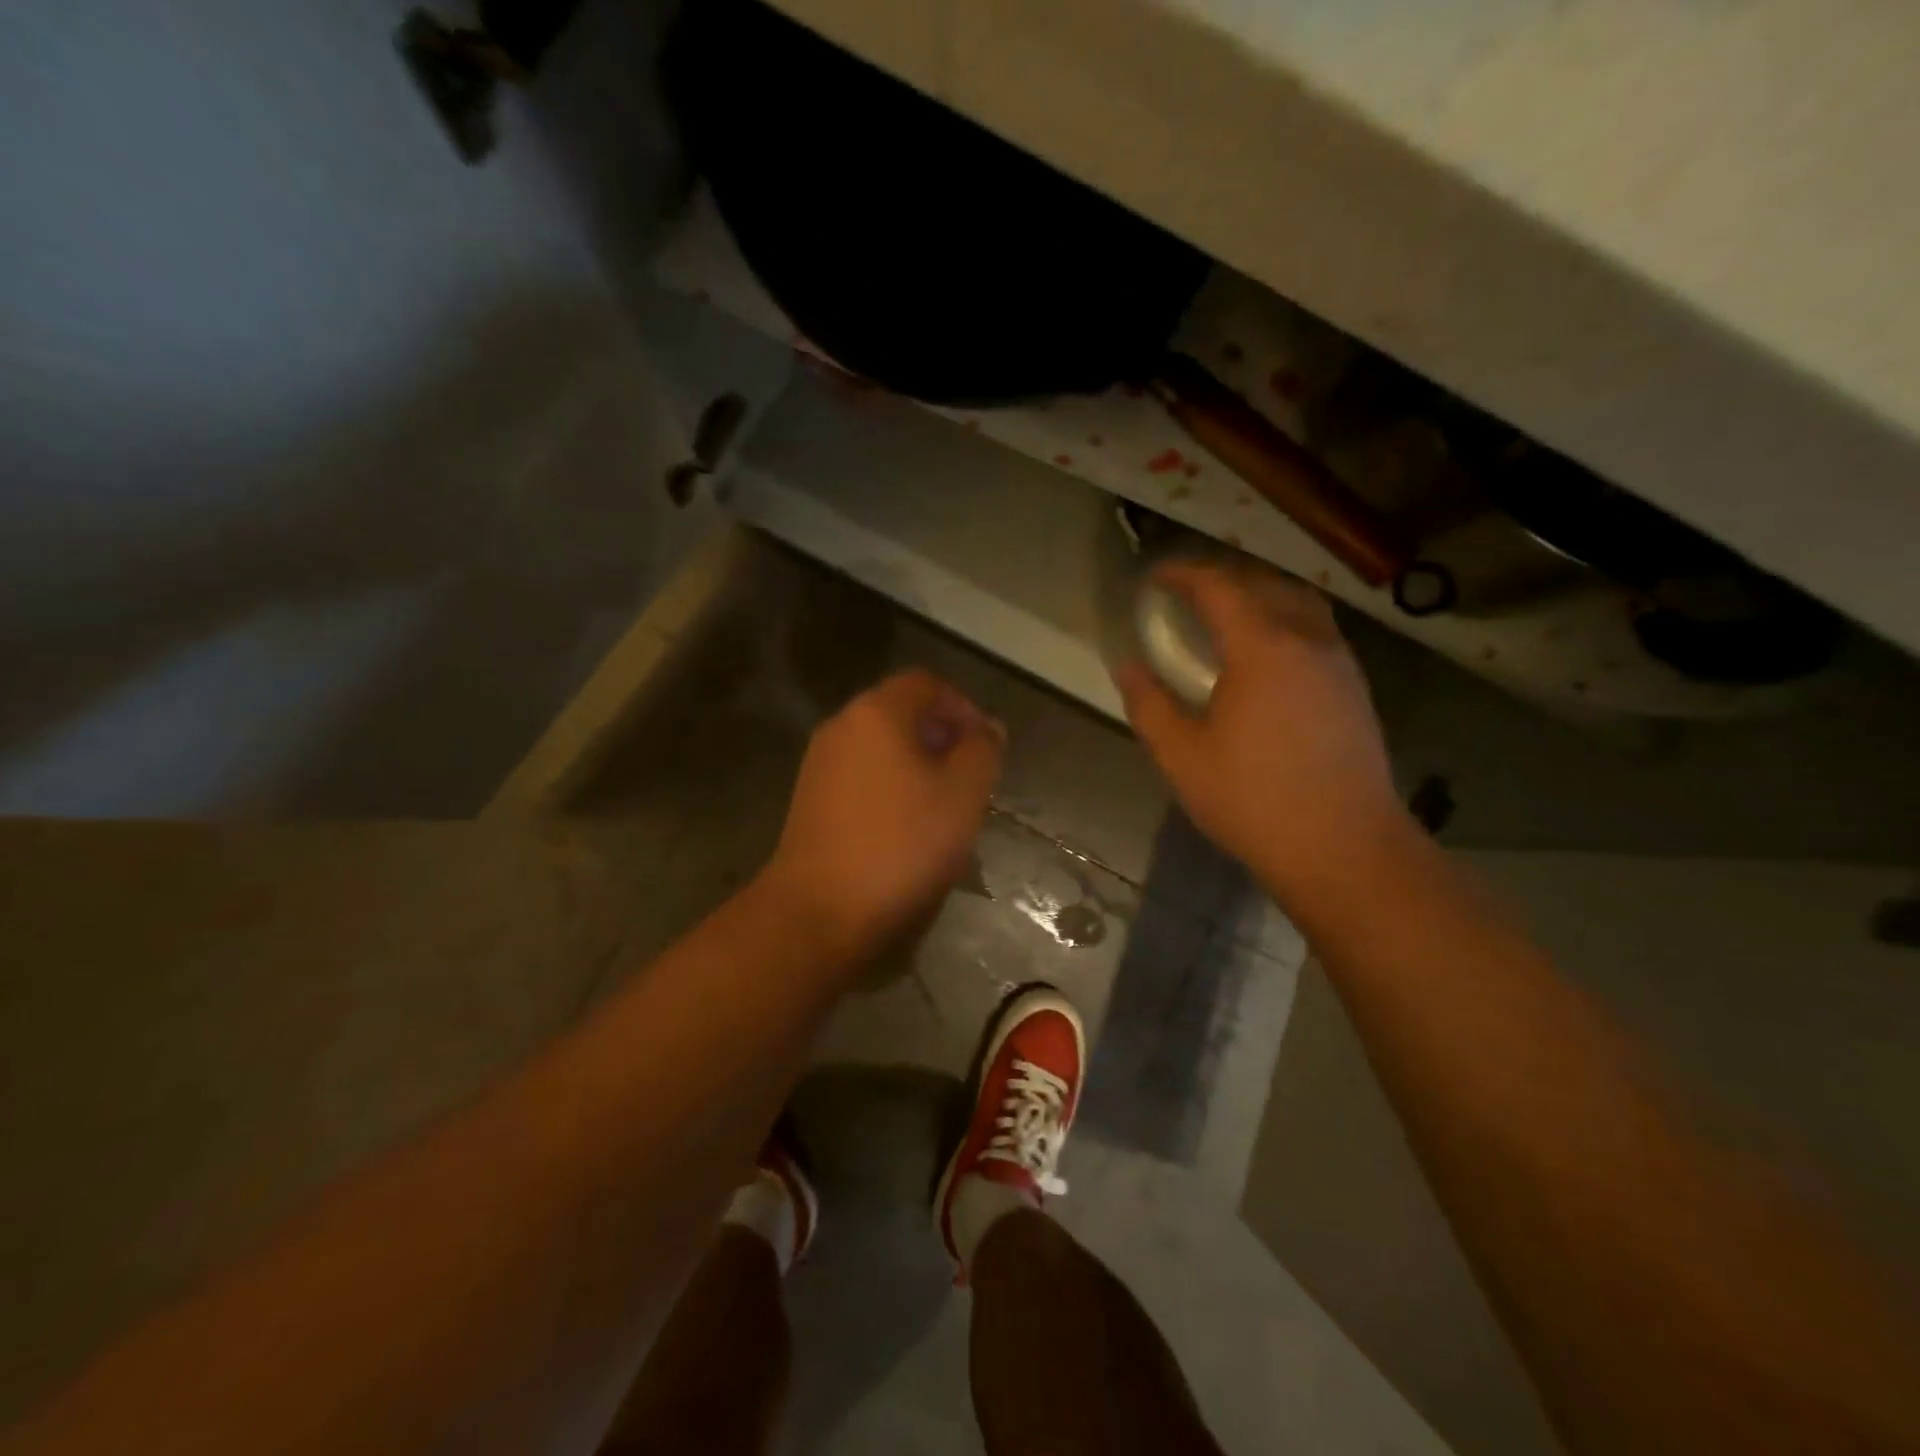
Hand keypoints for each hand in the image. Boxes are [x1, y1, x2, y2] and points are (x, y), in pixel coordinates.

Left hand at [761, 669, 1005, 962]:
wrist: (820, 911)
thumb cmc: (901, 845)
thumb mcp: (964, 794)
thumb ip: (983, 750)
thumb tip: (988, 729)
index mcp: (877, 712)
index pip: (928, 684)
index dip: (964, 707)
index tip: (987, 748)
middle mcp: (842, 726)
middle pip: (902, 713)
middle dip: (943, 739)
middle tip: (972, 779)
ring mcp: (820, 764)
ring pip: (882, 748)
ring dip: (919, 766)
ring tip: (945, 807)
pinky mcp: (810, 800)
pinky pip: (862, 776)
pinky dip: (891, 787)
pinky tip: (907, 829)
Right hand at [1115, 559, 1407, 896]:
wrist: (1344, 848)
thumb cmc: (1253, 800)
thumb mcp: (1182, 756)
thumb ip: (1149, 705)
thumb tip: (1126, 666)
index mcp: (1262, 648)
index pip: (1220, 587)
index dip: (1185, 574)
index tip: (1156, 576)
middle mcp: (1307, 641)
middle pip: (1265, 585)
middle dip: (1223, 578)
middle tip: (1188, 592)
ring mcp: (1339, 663)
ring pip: (1300, 604)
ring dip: (1261, 595)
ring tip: (1230, 614)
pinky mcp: (1356, 689)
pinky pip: (1318, 631)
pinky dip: (1286, 621)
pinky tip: (1269, 655)